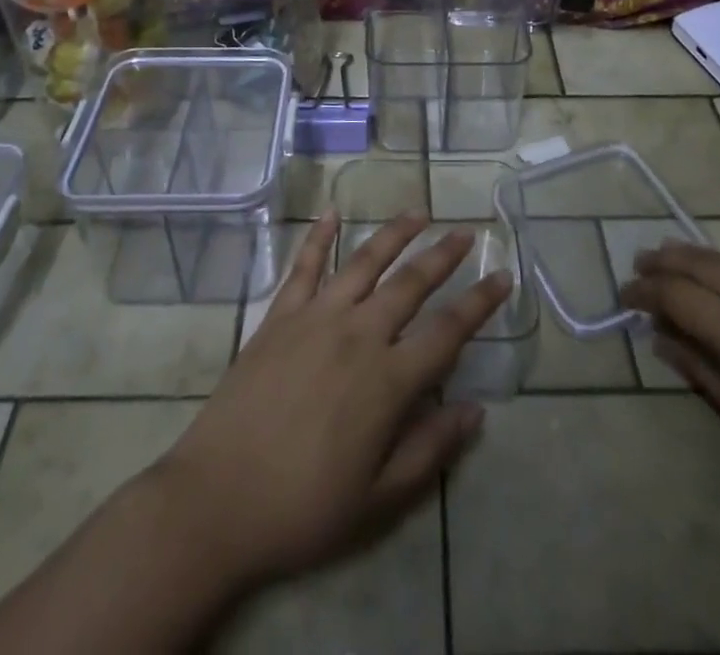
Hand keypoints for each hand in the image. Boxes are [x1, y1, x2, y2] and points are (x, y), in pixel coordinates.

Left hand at [154, 210, 510, 587]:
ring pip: (365, 262)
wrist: (216, 501)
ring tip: (418, 213)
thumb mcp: (379, 500)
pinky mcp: (280, 316)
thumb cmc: (303, 507)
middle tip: (465, 232)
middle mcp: (359, 334)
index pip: (448, 331)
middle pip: (411, 283)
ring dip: (394, 234)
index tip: (502, 276)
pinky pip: (304, 266)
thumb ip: (430, 449)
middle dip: (443, 255)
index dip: (480, 303)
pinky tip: (332, 212)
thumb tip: (475, 410)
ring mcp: (316, 318)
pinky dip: (319, 236)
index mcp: (388, 381)